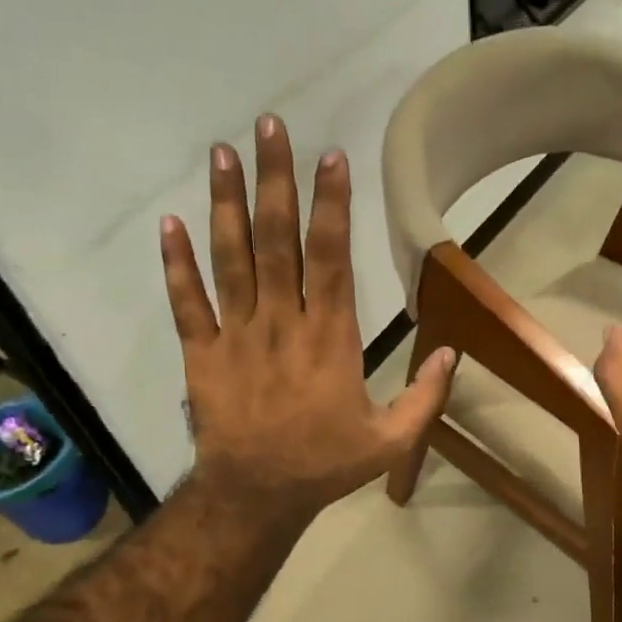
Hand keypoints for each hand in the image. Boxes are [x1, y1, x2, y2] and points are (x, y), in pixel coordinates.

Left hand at [161, 114, 455, 528]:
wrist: (257, 494)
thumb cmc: (327, 464)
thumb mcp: (391, 440)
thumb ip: (424, 396)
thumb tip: (452, 353)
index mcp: (329, 338)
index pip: (330, 258)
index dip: (331, 206)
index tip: (329, 157)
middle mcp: (281, 323)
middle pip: (276, 241)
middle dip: (274, 181)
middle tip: (268, 127)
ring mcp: (236, 335)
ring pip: (230, 259)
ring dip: (225, 204)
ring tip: (222, 153)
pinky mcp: (202, 353)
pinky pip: (186, 302)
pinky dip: (176, 264)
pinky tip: (169, 224)